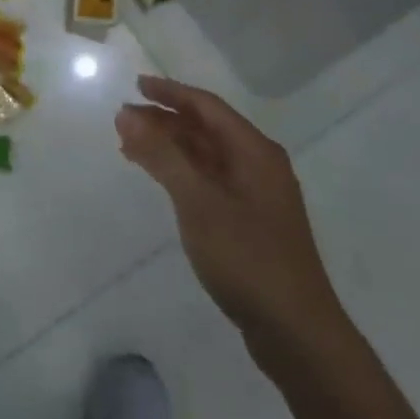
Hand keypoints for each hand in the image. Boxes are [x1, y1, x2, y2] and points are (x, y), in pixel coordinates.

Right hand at [117, 77, 347, 354]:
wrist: (296, 333)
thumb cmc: (247, 258)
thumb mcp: (198, 201)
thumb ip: (162, 155)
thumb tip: (126, 113)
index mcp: (255, 152)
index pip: (207, 107)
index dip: (170, 93)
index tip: (135, 85)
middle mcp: (258, 165)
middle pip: (205, 129)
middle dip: (164, 121)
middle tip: (123, 120)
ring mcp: (255, 195)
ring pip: (205, 156)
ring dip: (168, 147)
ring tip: (129, 148)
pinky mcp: (248, 222)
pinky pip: (207, 180)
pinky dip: (179, 172)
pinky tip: (159, 179)